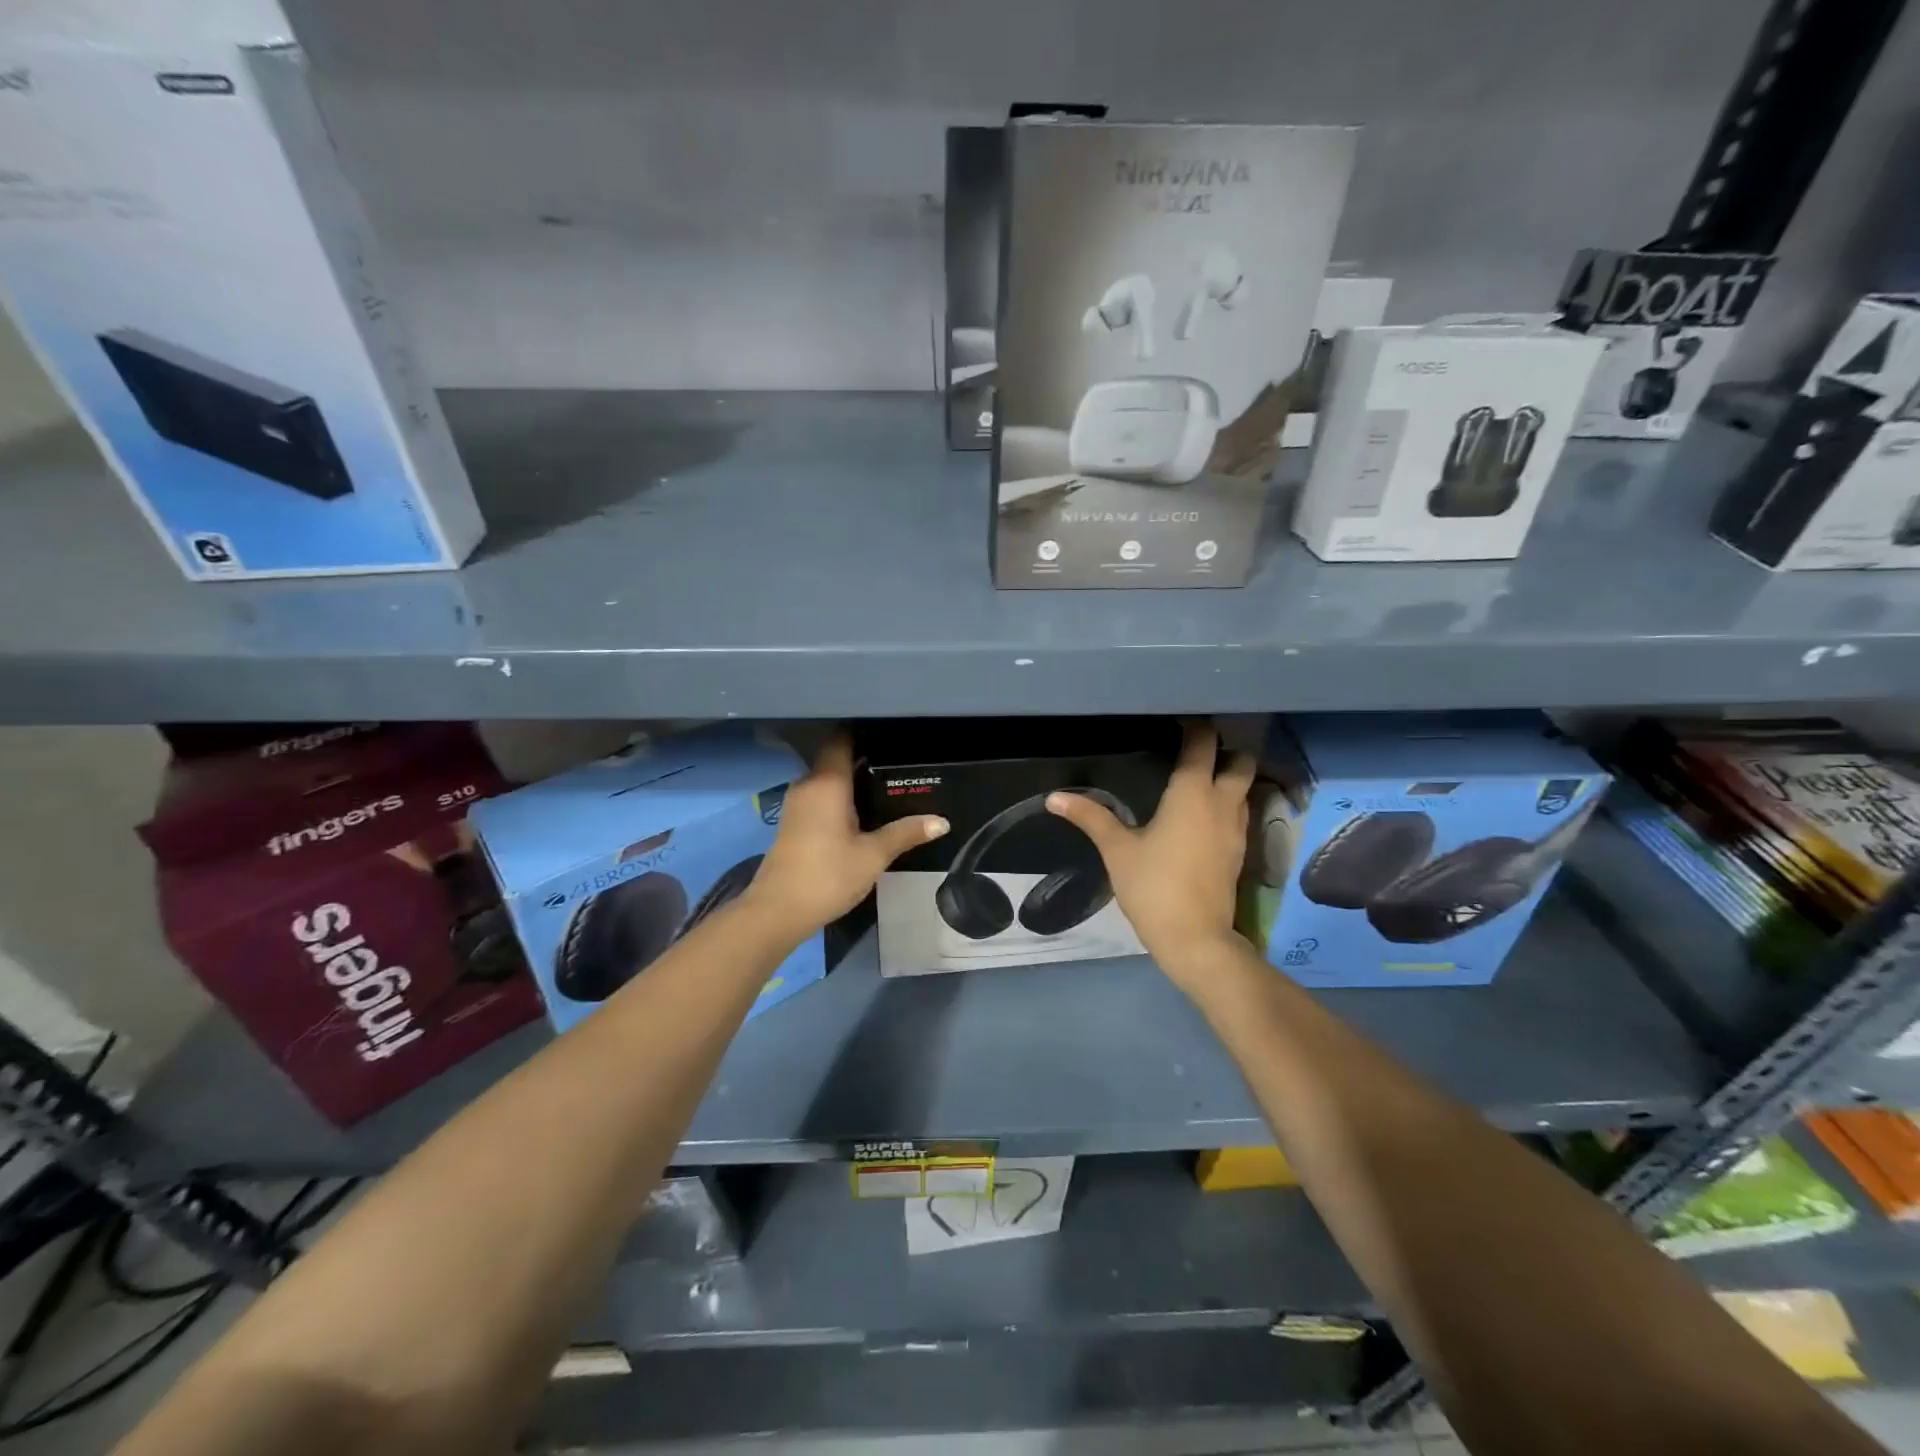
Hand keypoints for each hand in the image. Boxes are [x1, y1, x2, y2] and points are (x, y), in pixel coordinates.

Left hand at [746, 734, 947, 937]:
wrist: (777, 911)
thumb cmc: (828, 875)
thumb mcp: (873, 855)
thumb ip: (906, 833)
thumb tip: (942, 821)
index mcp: (827, 782)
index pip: (841, 740)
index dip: (864, 734)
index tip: (890, 735)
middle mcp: (808, 784)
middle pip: (836, 760)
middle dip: (864, 760)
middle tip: (899, 765)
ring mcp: (796, 804)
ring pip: (827, 781)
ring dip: (851, 783)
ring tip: (886, 787)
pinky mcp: (793, 823)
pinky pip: (820, 798)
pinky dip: (839, 799)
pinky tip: (862, 813)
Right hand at [1045, 723, 1254, 987]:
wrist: (1195, 939)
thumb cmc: (1153, 886)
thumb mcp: (1116, 849)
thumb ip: (1090, 817)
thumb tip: (1054, 797)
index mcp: (1192, 793)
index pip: (1203, 744)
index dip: (1194, 727)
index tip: (1178, 722)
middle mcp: (1222, 803)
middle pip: (1240, 761)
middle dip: (1223, 751)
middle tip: (1193, 753)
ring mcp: (1237, 829)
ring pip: (1245, 788)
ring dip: (1228, 778)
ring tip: (1196, 781)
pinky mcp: (1240, 852)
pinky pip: (1240, 813)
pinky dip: (1227, 805)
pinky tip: (1201, 817)